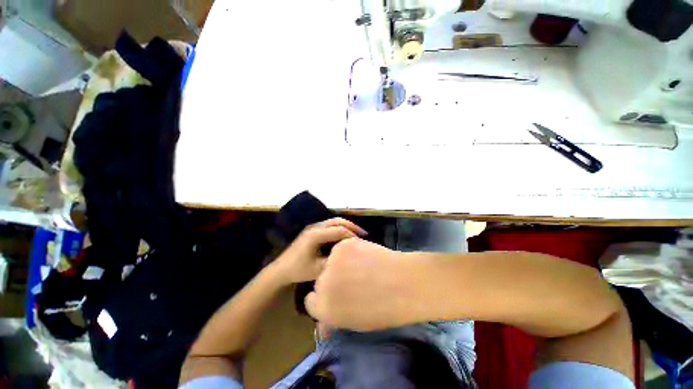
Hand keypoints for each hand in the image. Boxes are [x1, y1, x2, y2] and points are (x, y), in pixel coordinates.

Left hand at [272, 218, 365, 284]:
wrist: (281, 269)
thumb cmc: (298, 270)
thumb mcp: (318, 269)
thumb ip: (334, 260)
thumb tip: (348, 254)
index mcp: (316, 235)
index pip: (339, 230)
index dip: (352, 235)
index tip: (362, 243)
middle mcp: (315, 227)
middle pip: (337, 221)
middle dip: (351, 226)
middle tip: (364, 234)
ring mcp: (313, 226)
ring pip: (334, 221)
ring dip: (346, 225)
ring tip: (357, 233)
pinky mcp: (312, 229)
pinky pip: (330, 224)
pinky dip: (340, 227)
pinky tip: (344, 235)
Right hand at [305, 238, 421, 330]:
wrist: (404, 283)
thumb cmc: (384, 309)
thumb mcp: (355, 322)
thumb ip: (335, 319)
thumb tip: (322, 328)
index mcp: (324, 308)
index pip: (311, 300)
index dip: (324, 297)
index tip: (336, 295)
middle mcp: (322, 283)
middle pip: (321, 279)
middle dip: (332, 280)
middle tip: (352, 280)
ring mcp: (332, 261)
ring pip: (332, 261)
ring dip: (341, 263)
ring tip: (362, 266)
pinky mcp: (344, 245)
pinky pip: (343, 248)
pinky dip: (352, 251)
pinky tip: (366, 255)